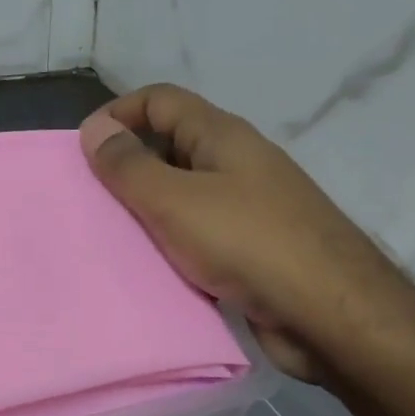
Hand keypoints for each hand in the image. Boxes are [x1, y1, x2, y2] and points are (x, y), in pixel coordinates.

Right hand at [79, 85, 400, 380]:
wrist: (331, 314)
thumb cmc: (249, 244)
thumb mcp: (176, 201)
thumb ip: (130, 166)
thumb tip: (94, 128)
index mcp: (222, 136)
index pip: (160, 100)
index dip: (117, 113)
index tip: (83, 150)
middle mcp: (236, 163)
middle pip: (169, 145)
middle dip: (127, 165)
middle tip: (89, 199)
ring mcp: (247, 207)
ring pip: (182, 193)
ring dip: (146, 208)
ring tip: (108, 234)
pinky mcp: (251, 248)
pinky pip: (198, 233)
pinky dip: (170, 241)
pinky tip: (149, 265)